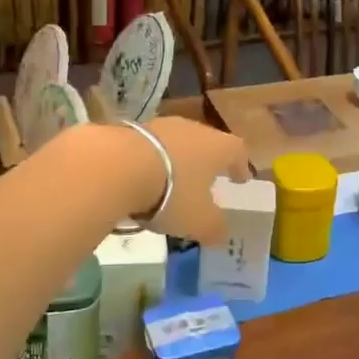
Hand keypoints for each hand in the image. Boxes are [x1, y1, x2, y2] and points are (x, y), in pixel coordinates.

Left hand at [139, 118, 251, 243]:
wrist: (118, 166)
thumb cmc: (172, 193)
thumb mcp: (200, 221)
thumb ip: (215, 228)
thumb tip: (220, 232)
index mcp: (218, 147)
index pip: (238, 151)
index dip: (241, 166)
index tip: (241, 179)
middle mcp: (193, 129)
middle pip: (207, 143)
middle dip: (207, 162)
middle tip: (206, 180)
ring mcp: (161, 125)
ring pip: (177, 142)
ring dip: (176, 160)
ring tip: (171, 182)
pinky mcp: (132, 129)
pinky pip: (150, 147)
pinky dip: (151, 161)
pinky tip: (142, 178)